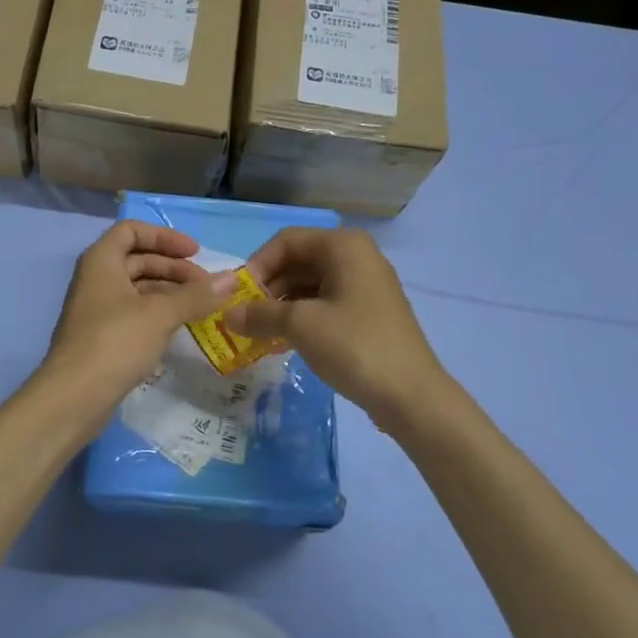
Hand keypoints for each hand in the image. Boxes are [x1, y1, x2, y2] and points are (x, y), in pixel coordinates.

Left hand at [43, 220, 236, 412]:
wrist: (73, 397)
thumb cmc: (115, 342)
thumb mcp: (160, 315)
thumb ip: (196, 295)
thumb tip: (232, 278)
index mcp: (101, 261)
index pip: (132, 230)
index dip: (165, 236)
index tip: (195, 253)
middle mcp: (96, 280)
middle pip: (137, 259)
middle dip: (173, 268)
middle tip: (206, 286)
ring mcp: (97, 310)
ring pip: (137, 289)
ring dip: (169, 292)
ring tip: (200, 308)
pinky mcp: (101, 338)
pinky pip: (134, 314)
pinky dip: (157, 314)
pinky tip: (179, 329)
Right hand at [224, 227, 448, 423]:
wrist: (410, 395)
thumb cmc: (354, 346)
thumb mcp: (299, 326)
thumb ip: (259, 314)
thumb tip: (227, 315)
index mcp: (344, 246)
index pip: (286, 241)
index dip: (257, 265)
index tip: (238, 297)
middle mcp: (357, 257)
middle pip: (299, 260)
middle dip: (268, 287)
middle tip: (246, 317)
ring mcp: (366, 285)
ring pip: (310, 284)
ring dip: (281, 304)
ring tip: (261, 332)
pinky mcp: (369, 312)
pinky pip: (326, 302)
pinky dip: (301, 316)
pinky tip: (284, 340)